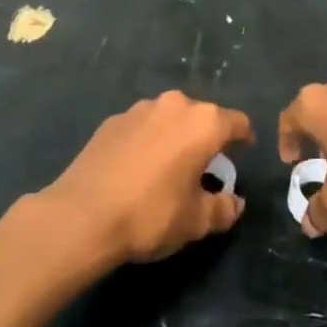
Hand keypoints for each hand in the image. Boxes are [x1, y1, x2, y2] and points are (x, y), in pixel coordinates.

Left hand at [42, 91, 252, 265]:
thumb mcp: (196, 222)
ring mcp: (140, 109)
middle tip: (204, 168)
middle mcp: (175, 105)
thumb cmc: (151, 215)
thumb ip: (224, 209)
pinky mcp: (112, 120)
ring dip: (174, 137)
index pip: (236, 122)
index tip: (244, 152)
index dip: (244, 137)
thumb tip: (235, 202)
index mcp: (203, 123)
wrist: (82, 215)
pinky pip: (142, 127)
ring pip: (169, 119)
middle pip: (201, 117)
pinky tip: (136, 170)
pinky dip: (147, 142)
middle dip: (206, 138)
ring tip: (168, 168)